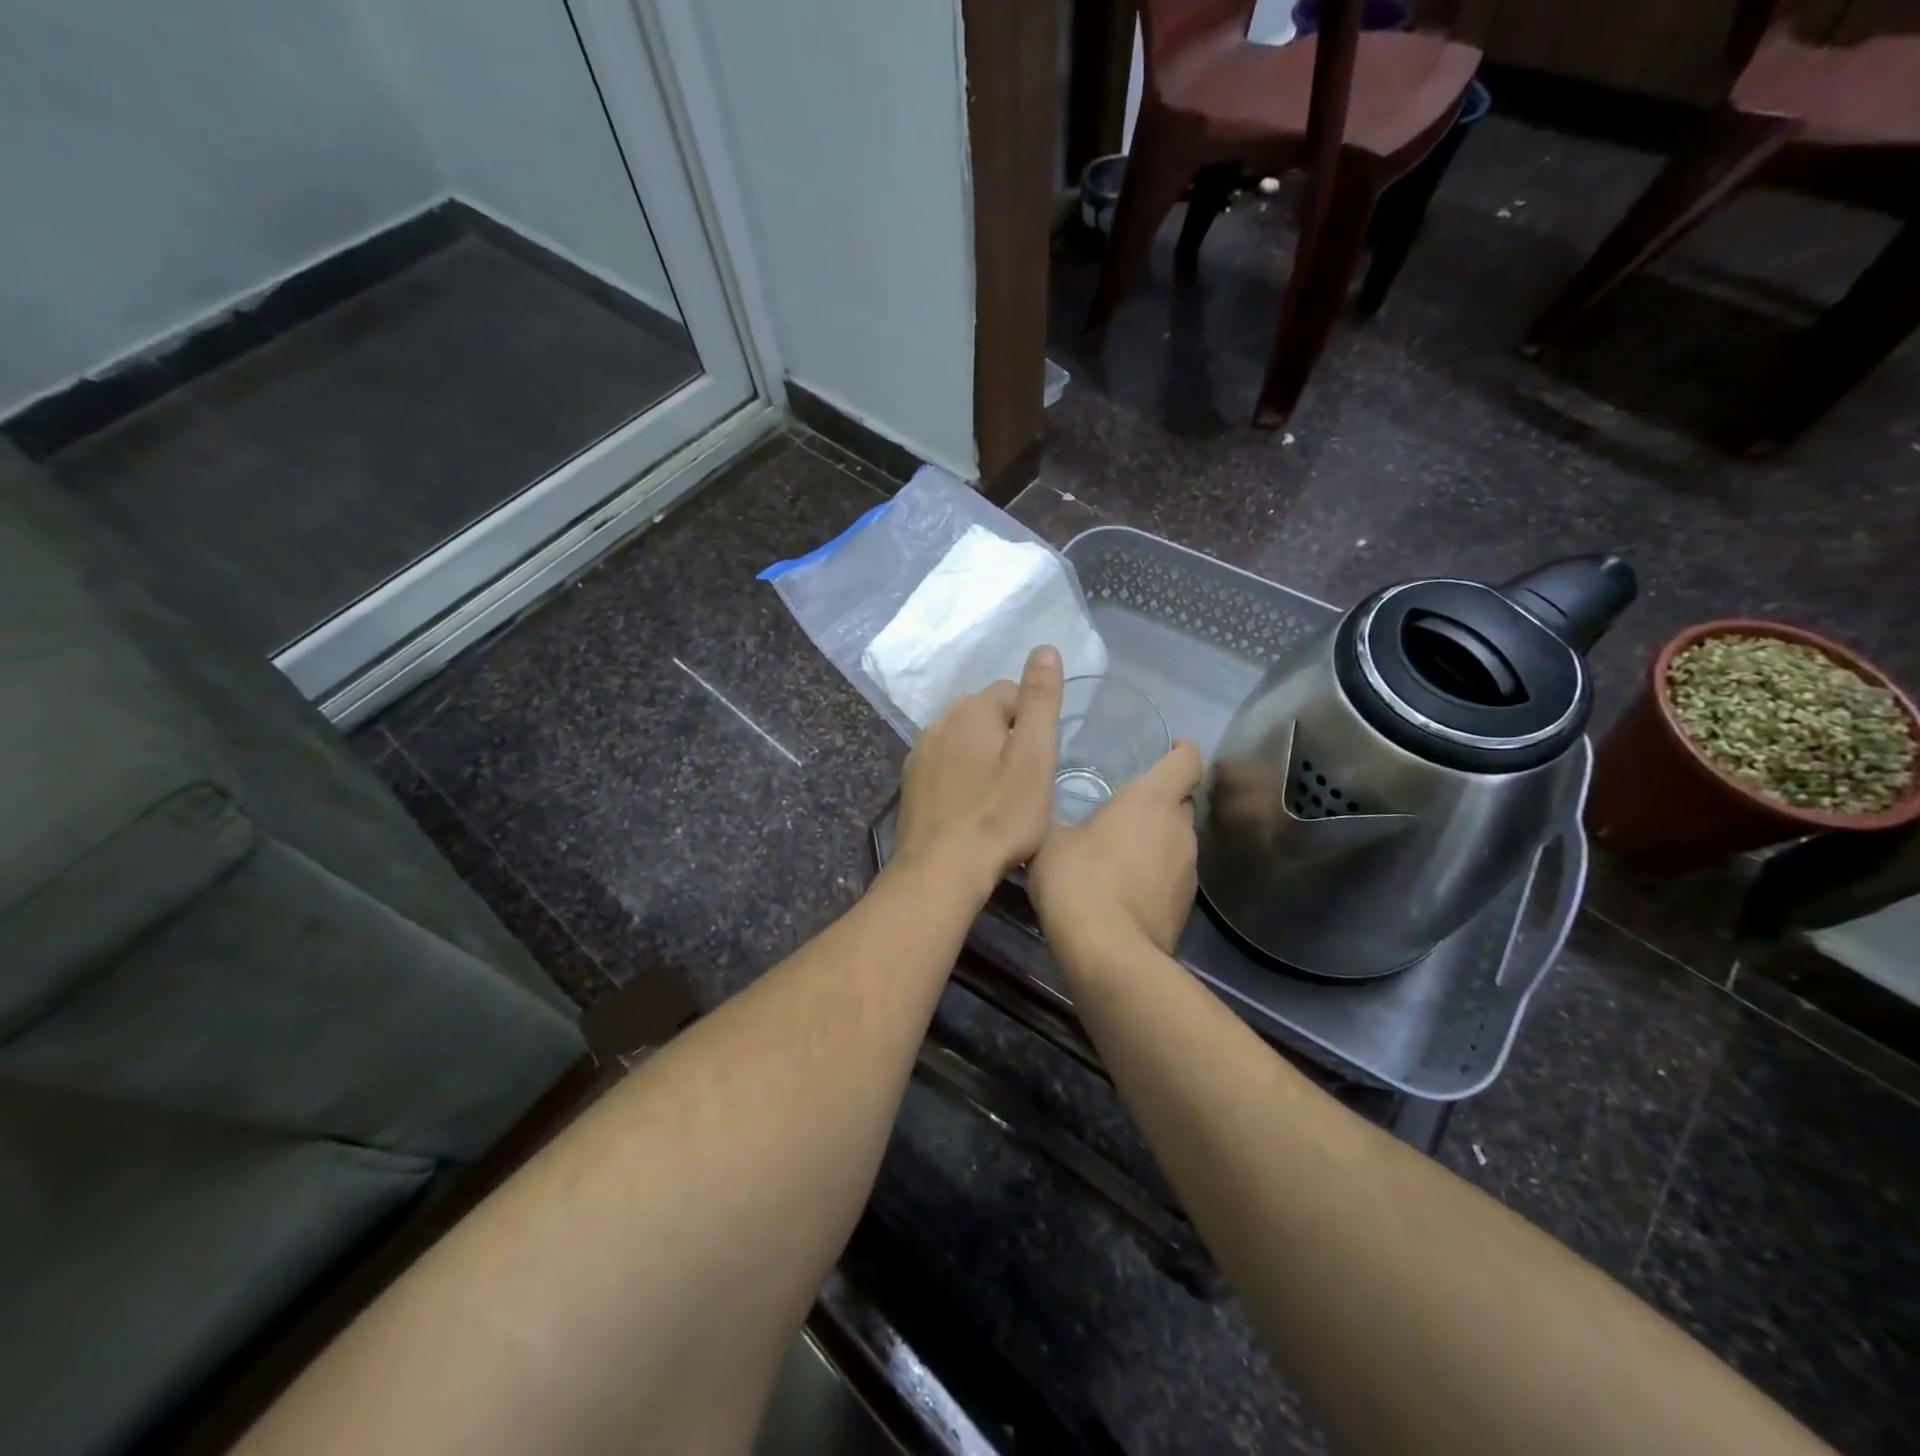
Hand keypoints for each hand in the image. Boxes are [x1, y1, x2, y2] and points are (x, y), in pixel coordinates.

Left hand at [894, 646, 1064, 890]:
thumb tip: (1045, 648)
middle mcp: (940, 722)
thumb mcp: (1035, 757)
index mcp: (972, 710)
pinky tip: (970, 804)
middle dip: (1006, 733)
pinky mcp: (911, 783)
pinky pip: (943, 764)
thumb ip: (1040, 701)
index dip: (1033, 720)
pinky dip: (960, 774)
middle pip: (983, 713)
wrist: (942, 868)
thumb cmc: (1000, 816)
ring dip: (981, 754)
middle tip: (1024, 777)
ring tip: (999, 792)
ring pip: (961, 738)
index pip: (1011, 691)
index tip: (1042, 759)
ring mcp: (920, 753)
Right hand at [1029, 741, 1204, 967]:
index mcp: (1152, 800)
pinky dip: (1155, 873)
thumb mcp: (1048, 840)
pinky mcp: (1186, 905)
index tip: (1164, 750)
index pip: (1187, 759)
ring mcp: (1189, 870)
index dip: (1180, 750)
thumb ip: (1056, 817)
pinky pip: (1173, 874)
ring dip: (1155, 839)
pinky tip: (1123, 888)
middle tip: (1121, 805)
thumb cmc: (1078, 881)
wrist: (1108, 954)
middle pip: (1181, 801)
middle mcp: (1181, 829)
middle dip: (1159, 799)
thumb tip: (1045, 809)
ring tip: (1118, 850)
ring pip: (1177, 840)